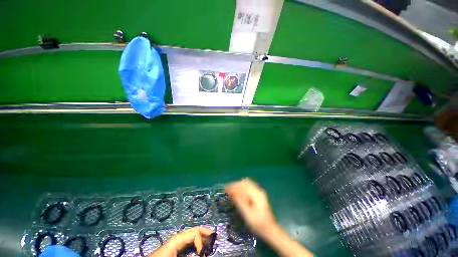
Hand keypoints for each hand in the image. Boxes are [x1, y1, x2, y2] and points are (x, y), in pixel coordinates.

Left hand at [147, 227, 213, 256]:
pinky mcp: (178, 246)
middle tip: (216, 236)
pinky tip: (202, 247)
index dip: (202, 241)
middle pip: (196, 230)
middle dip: (206, 232)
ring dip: (203, 237)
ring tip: (211, 240)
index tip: (204, 253)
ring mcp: (178, 241)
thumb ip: (190, 256)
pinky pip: (190, 241)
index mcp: (178, 238)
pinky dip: (197, 243)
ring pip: (194, 235)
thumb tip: (201, 255)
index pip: (195, 233)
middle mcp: (180, 236)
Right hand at [225, 179, 276, 237]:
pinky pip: (248, 188)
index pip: (243, 185)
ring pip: (246, 184)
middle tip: (226, 190)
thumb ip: (240, 202)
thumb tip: (231, 193)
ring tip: (230, 191)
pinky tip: (237, 194)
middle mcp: (258, 190)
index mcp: (257, 194)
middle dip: (235, 185)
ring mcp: (259, 192)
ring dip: (237, 186)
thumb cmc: (259, 225)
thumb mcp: (248, 215)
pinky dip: (241, 189)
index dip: (234, 186)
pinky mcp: (258, 195)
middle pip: (245, 183)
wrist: (271, 231)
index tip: (225, 189)